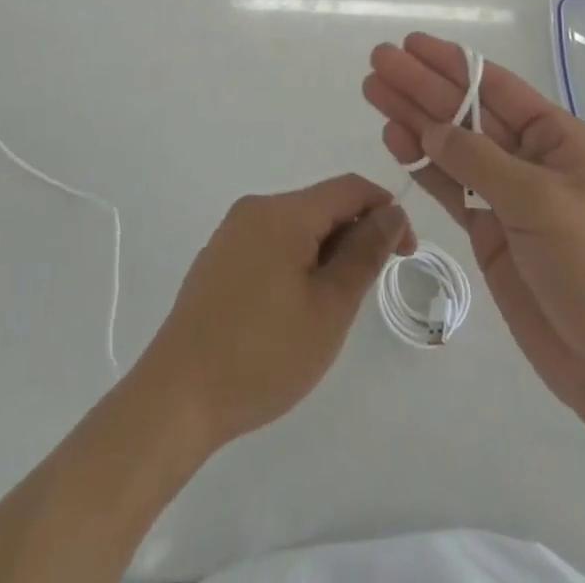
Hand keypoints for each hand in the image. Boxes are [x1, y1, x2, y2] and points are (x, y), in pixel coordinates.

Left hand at [134, 176, 414, 450]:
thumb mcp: (329, 307)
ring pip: (296, 227)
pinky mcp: (218, 259)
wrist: (178, 395)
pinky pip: (271, 244)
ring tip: (331, 308)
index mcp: (283, 212)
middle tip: (368, 292)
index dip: (385, 211)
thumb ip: (364, 254)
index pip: (348, 189)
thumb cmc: (263, 354)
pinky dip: (296, 262)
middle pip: (321, 205)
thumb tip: (390, 212)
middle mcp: (255, 209)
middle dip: (354, 236)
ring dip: (326, 253)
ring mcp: (231, 233)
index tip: (406, 253)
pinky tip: (294, 310)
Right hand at [364, 35, 584, 421]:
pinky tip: (393, 138)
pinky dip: (420, 161)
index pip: (494, 87)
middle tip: (378, 62)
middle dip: (421, 85)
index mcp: (555, 138)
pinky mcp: (486, 226)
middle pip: (464, 110)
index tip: (410, 45)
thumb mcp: (538, 202)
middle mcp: (527, 156)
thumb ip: (478, 160)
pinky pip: (447, 183)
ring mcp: (504, 192)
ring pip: (449, 143)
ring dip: (412, 118)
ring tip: (372, 92)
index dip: (450, 63)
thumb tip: (429, 128)